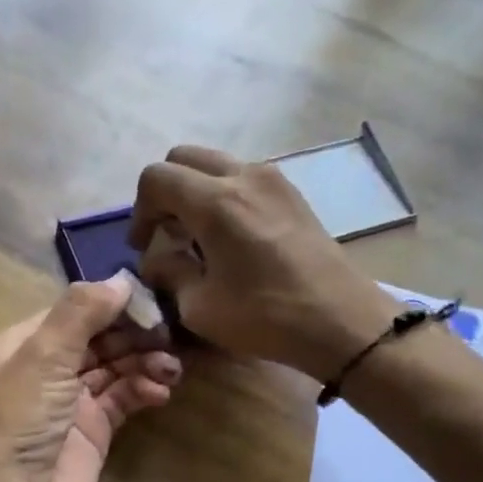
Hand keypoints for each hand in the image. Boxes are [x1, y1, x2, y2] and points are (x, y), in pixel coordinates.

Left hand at [0, 276, 181, 481]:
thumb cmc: (16, 422)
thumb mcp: (43, 357)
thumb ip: (81, 313)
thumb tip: (122, 278)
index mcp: (24, 343)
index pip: (76, 310)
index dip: (113, 304)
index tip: (153, 300)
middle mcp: (46, 368)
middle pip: (99, 338)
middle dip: (135, 334)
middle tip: (171, 336)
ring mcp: (70, 402)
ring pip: (115, 368)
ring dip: (144, 362)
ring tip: (172, 368)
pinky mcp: (92, 433)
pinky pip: (123, 399)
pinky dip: (143, 390)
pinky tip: (161, 391)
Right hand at [130, 146, 402, 382]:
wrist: (343, 322)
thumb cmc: (267, 316)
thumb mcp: (199, 306)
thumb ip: (169, 272)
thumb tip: (159, 260)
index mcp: (215, 201)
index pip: (156, 178)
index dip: (139, 210)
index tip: (144, 245)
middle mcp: (243, 176)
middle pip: (184, 158)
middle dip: (165, 192)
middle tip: (166, 233)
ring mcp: (273, 180)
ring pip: (215, 165)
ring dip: (195, 192)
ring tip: (197, 237)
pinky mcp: (292, 194)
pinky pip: (242, 178)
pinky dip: (223, 195)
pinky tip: (229, 238)